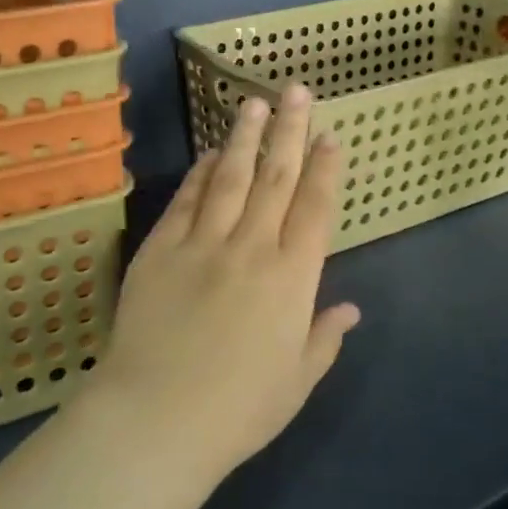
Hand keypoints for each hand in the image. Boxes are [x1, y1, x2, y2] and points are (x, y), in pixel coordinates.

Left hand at [89, 86, 360, 477]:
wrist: (157, 417)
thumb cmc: (239, 410)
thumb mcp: (296, 381)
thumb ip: (324, 336)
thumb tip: (350, 308)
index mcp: (292, 279)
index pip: (315, 209)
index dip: (326, 169)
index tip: (331, 136)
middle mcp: (252, 248)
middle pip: (276, 178)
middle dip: (289, 131)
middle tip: (295, 91)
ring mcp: (203, 243)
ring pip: (230, 177)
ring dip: (244, 138)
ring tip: (252, 103)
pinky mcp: (161, 248)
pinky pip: (186, 200)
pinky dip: (200, 174)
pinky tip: (209, 155)